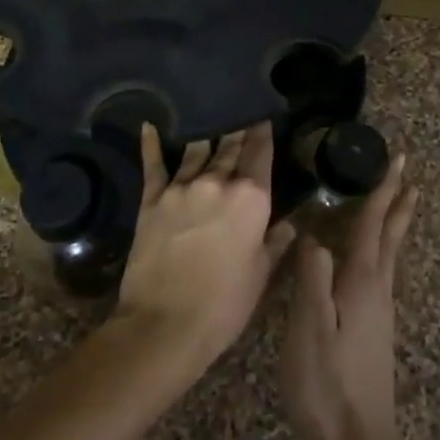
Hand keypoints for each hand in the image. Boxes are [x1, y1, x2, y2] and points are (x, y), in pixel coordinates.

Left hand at [116, 122, 295, 367]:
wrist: (164, 323)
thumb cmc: (224, 304)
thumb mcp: (260, 274)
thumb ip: (275, 242)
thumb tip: (290, 223)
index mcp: (252, 198)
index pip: (260, 153)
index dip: (263, 132)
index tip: (263, 116)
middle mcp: (218, 182)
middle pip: (230, 147)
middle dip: (237, 131)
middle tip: (240, 115)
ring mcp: (182, 188)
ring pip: (197, 150)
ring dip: (207, 136)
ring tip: (210, 119)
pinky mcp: (152, 199)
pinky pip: (154, 165)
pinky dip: (152, 144)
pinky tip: (150, 126)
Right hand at [282, 153, 417, 439]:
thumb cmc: (326, 382)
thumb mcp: (309, 327)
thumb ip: (313, 278)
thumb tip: (315, 236)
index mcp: (361, 282)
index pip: (373, 225)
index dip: (383, 191)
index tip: (398, 160)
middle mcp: (377, 290)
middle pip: (390, 237)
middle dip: (397, 203)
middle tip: (408, 174)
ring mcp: (380, 311)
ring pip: (388, 255)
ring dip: (393, 224)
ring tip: (398, 204)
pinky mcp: (375, 330)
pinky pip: (380, 272)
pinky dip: (381, 250)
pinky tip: (372, 260)